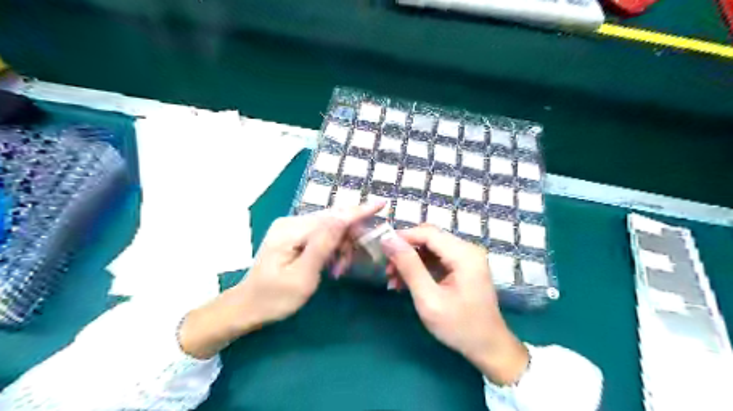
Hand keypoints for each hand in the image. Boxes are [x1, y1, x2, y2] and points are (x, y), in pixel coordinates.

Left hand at [178, 205, 383, 357]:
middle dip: (349, 238)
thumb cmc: (275, 298)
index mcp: (291, 231)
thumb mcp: (302, 277)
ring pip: (330, 228)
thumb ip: (323, 245)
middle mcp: (292, 222)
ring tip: (338, 269)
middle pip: (332, 220)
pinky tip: (331, 264)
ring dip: (341, 246)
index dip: (359, 211)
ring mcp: (292, 227)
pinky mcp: (294, 234)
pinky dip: (332, 248)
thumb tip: (344, 218)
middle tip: (350, 263)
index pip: (333, 218)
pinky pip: (322, 234)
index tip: (382, 203)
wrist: (248, 306)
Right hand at [385, 226, 525, 384]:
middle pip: (429, 237)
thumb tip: (389, 240)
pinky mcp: (463, 267)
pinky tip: (405, 282)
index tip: (381, 249)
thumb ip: (409, 267)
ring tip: (392, 279)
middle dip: (405, 250)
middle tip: (387, 267)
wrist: (488, 347)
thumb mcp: (429, 298)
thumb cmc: (459, 326)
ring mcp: (466, 258)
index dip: (402, 237)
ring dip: (410, 260)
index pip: (427, 233)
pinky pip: (436, 258)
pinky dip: (420, 267)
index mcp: (464, 254)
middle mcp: (467, 249)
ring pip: (430, 247)